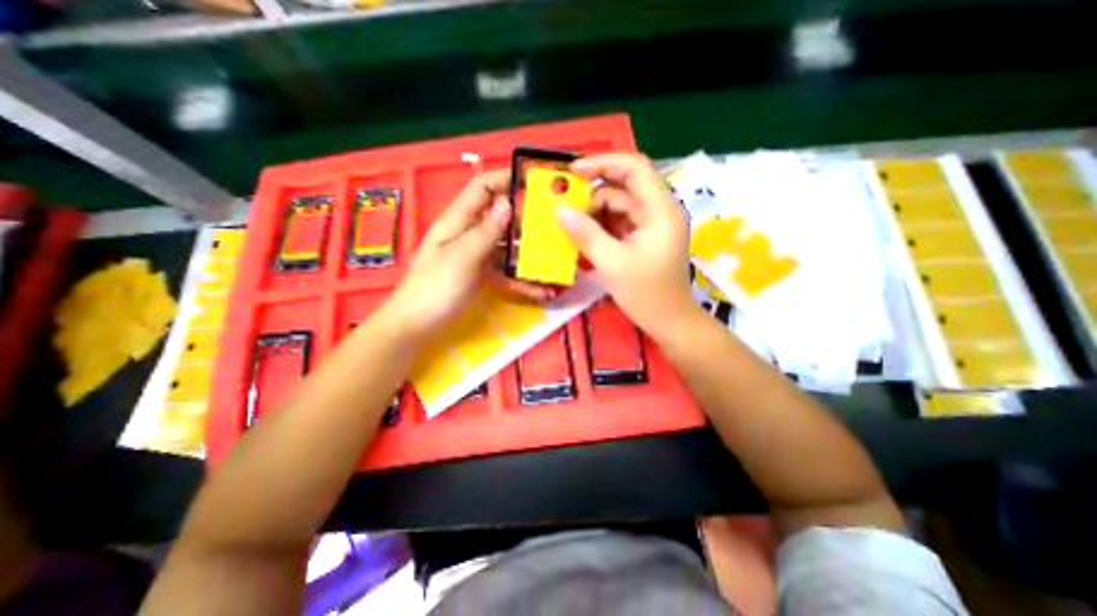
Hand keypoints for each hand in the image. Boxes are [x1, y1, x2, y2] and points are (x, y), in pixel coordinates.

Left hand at [382, 170, 548, 337]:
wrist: (416, 326)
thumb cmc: (434, 289)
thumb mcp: (461, 257)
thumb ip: (485, 232)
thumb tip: (507, 203)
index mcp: (458, 221)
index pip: (482, 188)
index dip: (505, 179)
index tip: (534, 181)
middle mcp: (469, 234)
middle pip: (500, 218)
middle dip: (525, 220)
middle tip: (554, 227)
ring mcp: (476, 257)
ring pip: (506, 247)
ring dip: (527, 253)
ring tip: (553, 259)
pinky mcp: (481, 276)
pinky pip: (505, 272)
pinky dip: (521, 279)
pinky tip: (540, 290)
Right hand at [559, 153, 696, 336]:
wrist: (670, 322)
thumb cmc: (647, 295)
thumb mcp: (612, 264)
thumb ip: (586, 234)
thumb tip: (560, 211)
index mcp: (660, 210)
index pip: (634, 169)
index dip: (603, 163)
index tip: (573, 172)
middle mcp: (659, 211)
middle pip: (624, 187)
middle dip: (593, 193)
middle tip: (565, 204)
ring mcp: (652, 225)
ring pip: (619, 206)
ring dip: (595, 213)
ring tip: (570, 224)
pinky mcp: (645, 238)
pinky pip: (620, 223)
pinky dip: (601, 226)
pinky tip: (584, 235)